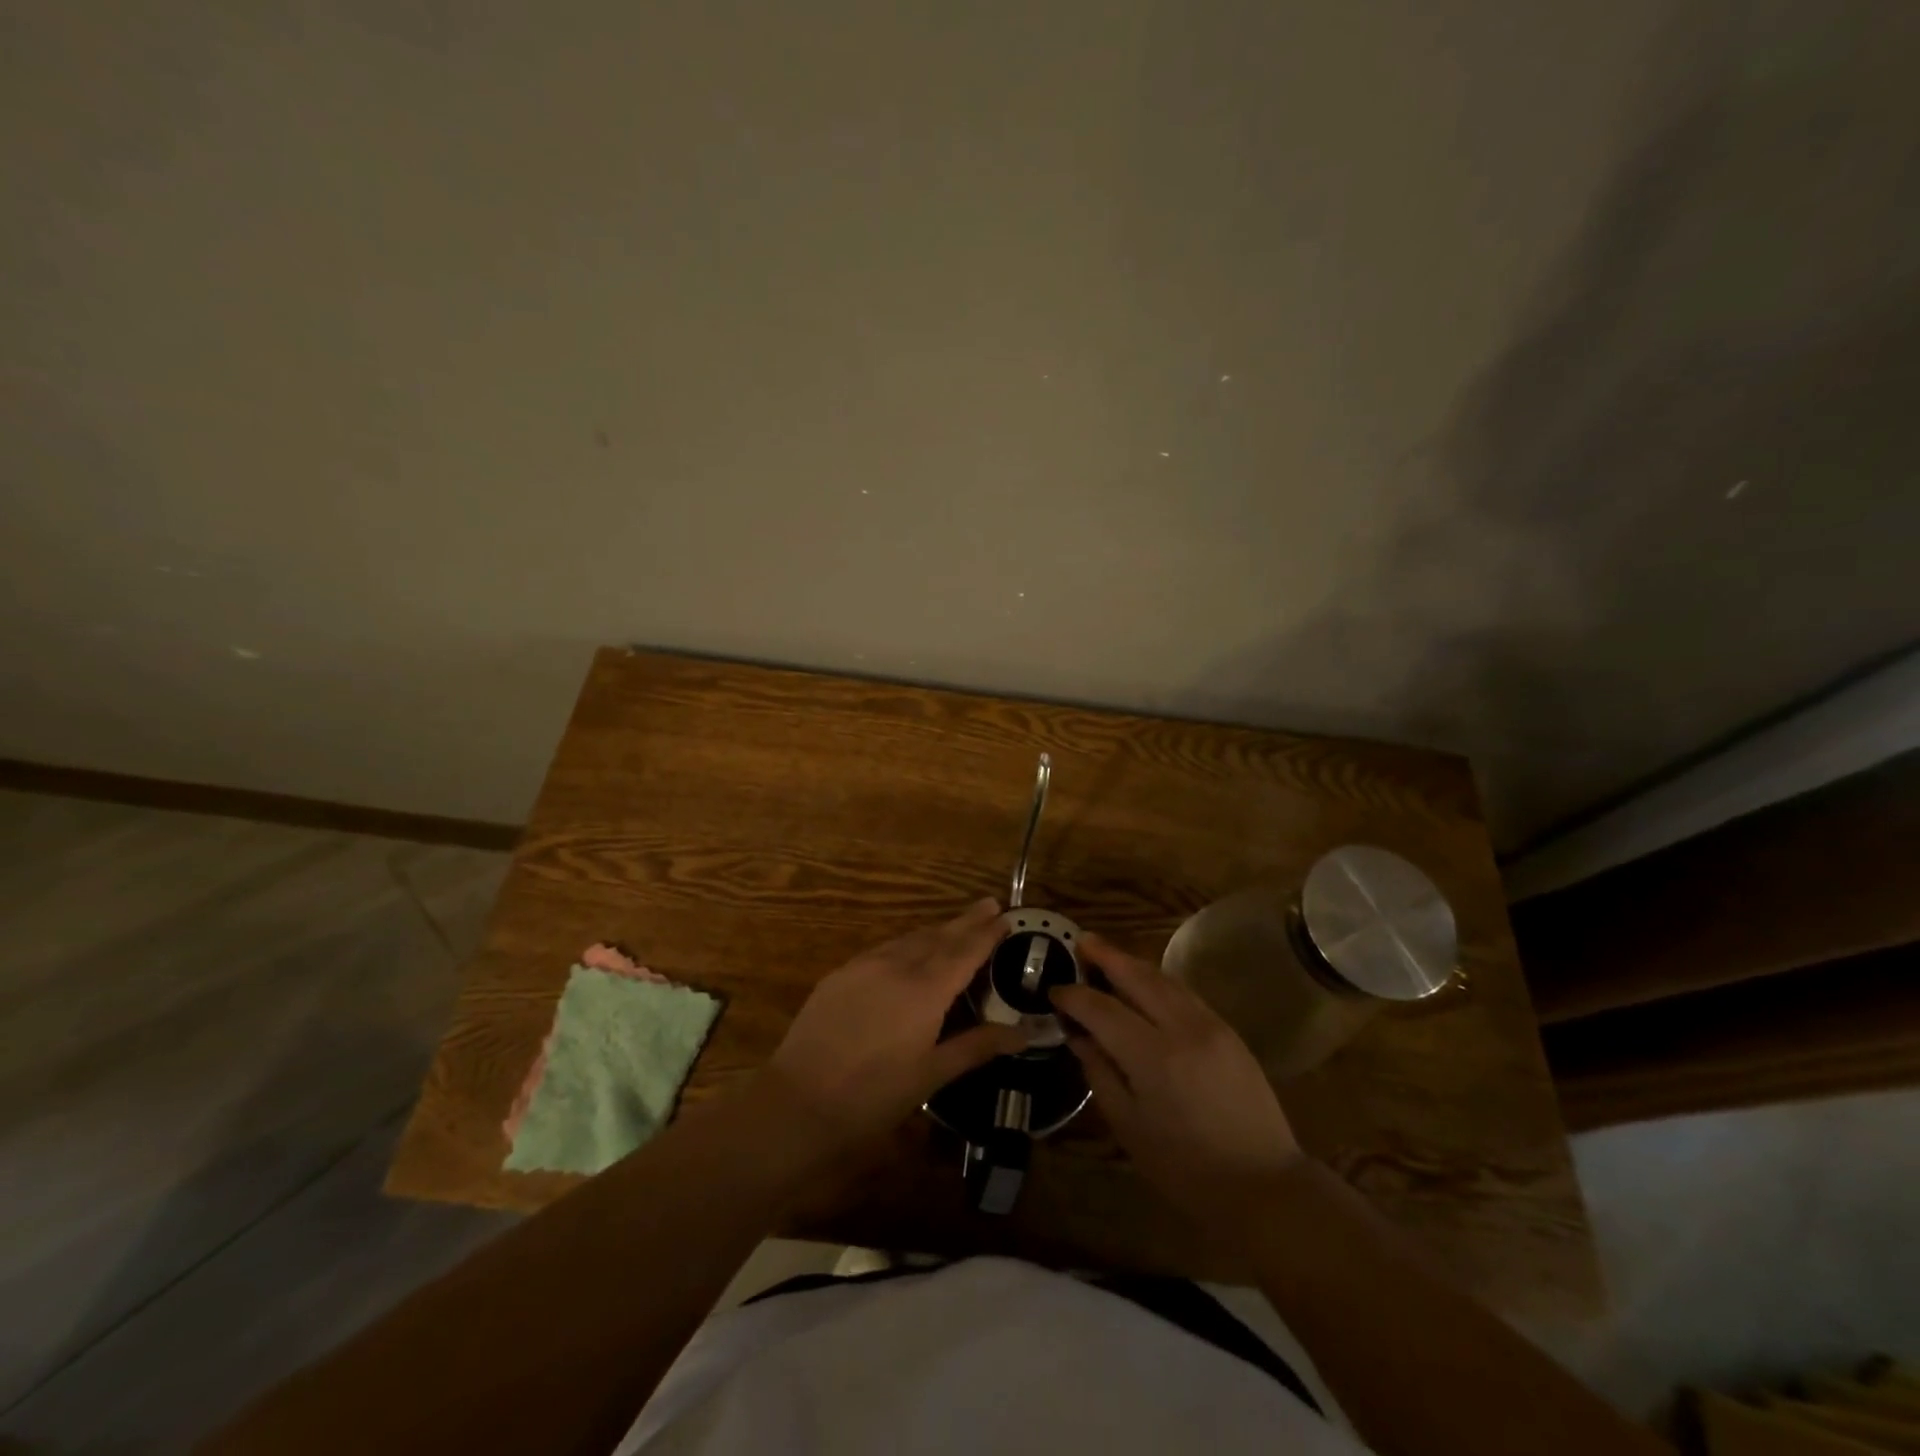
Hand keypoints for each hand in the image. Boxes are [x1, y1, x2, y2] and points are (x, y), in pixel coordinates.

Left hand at [760, 898, 1026, 1156]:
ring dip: (937, 930)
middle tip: (990, 904)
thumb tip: (1022, 1033)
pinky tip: (909, 949)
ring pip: (910, 938)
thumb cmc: (873, 1096)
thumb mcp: (931, 1075)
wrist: (799, 1102)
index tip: (1006, 916)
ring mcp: (864, 966)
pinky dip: (906, 943)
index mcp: (926, 990)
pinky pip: (884, 949)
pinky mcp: (840, 975)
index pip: (964, 951)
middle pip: (939, 936)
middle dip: (966, 921)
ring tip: (956, 925)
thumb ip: (976, 1046)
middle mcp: (897, 966)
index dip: (986, 933)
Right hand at [1052, 933, 1300, 1232]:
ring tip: (1107, 954)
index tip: (1054, 992)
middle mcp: (1182, 1028)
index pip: (1102, 1009)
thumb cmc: (1185, 1168)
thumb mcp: (1129, 1127)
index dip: (1074, 997)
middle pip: (1137, 977)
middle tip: (1080, 941)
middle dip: (1106, 956)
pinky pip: (1185, 992)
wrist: (1264, 1185)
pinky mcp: (1229, 1031)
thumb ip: (1100, 1073)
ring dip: (1132, 963)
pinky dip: (1158, 981)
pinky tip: (1145, 983)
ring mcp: (1211, 1025)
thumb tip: (1079, 1036)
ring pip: (1164, 979)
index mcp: (1152, 1057)